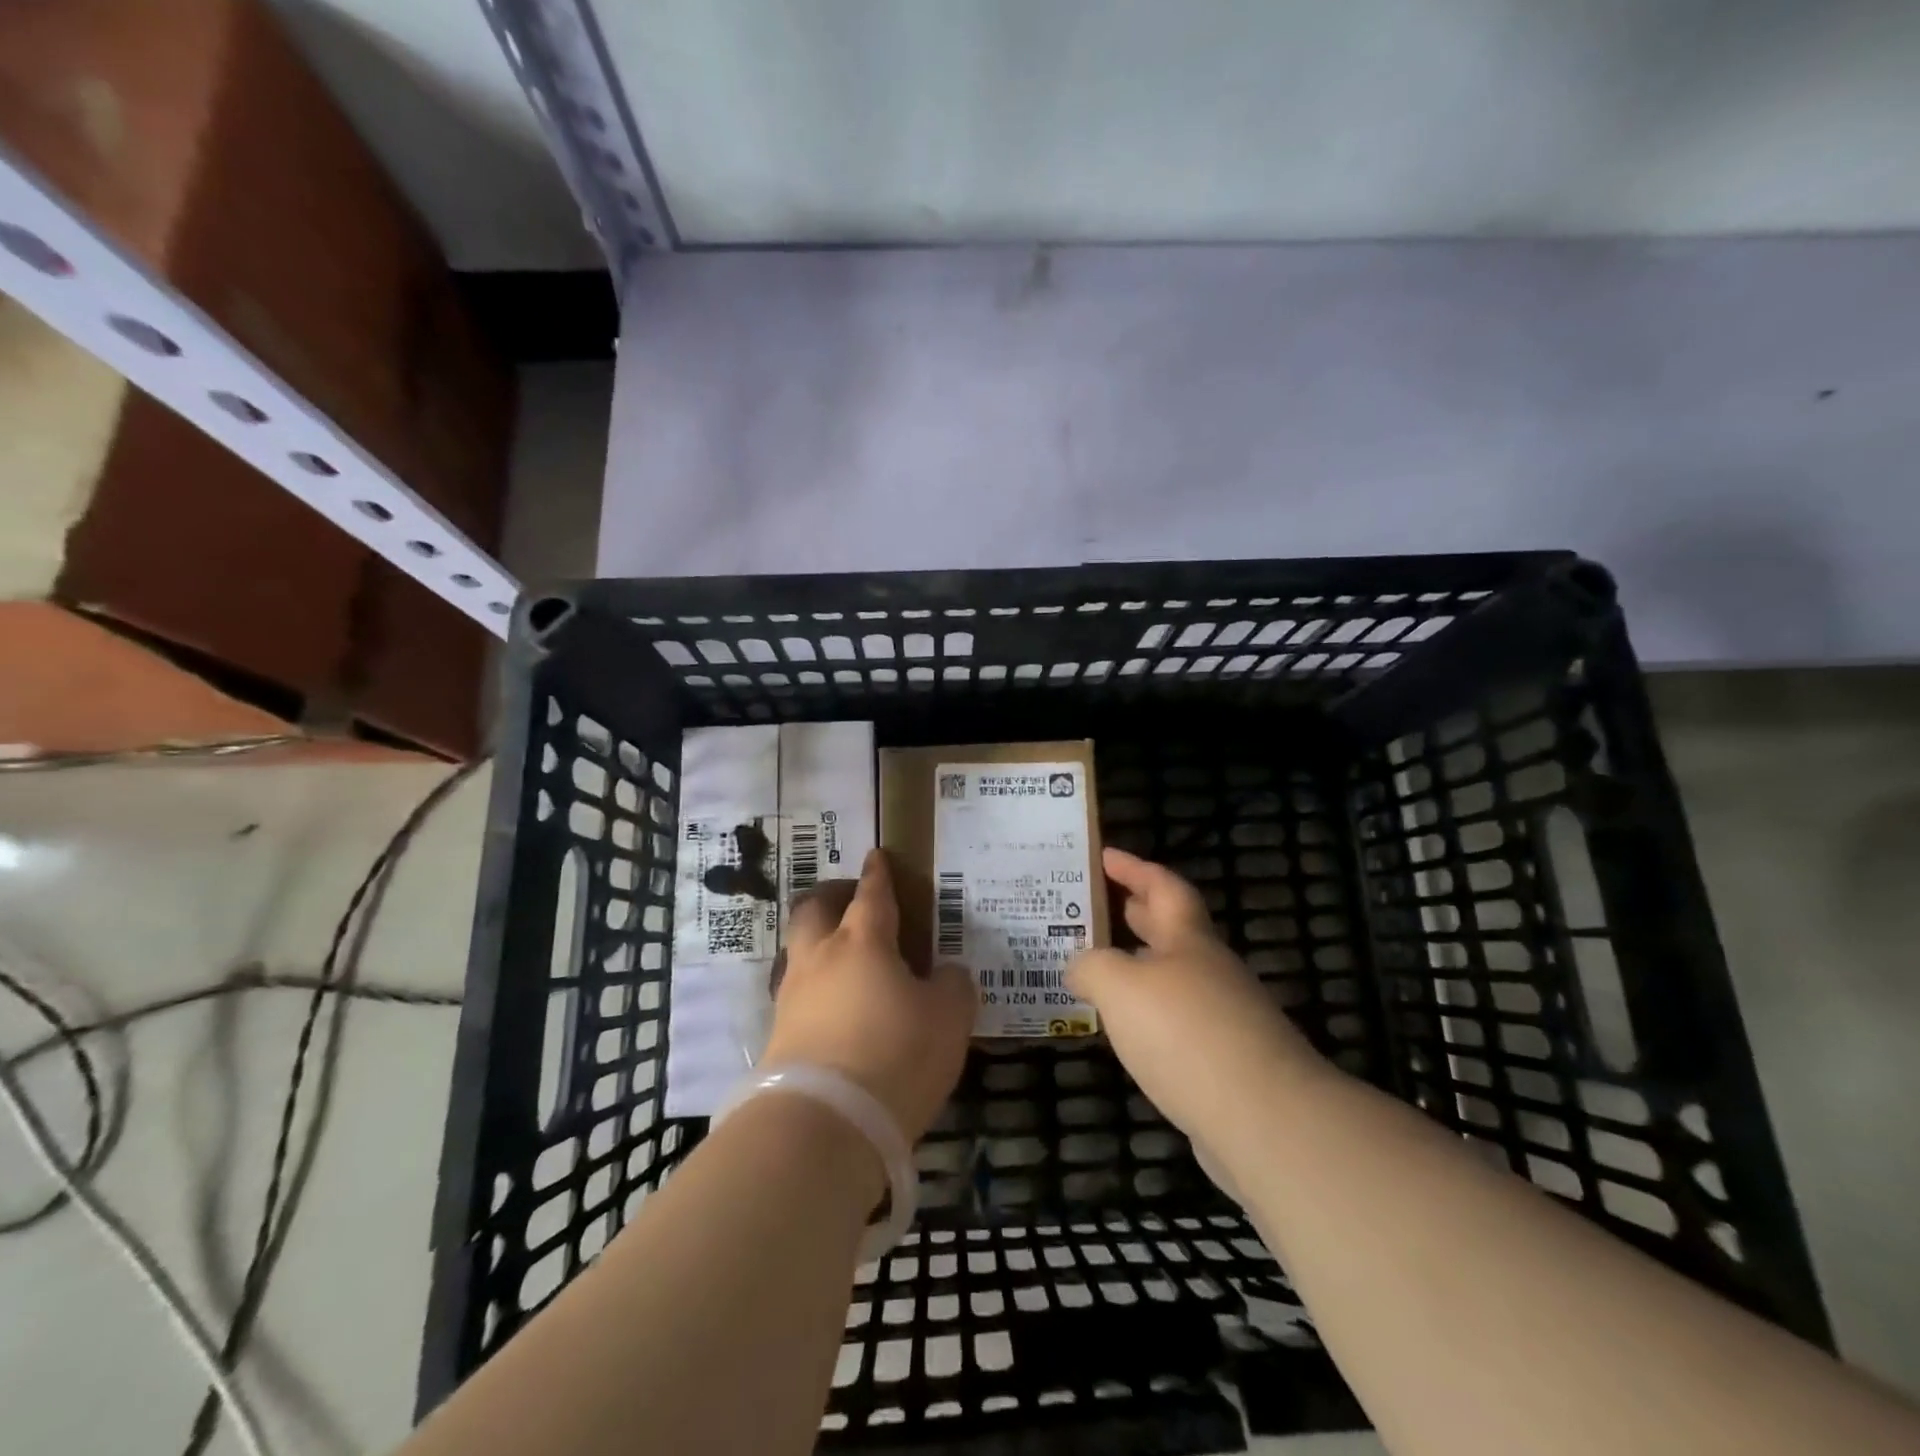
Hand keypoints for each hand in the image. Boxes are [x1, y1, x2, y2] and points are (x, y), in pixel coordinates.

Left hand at [762, 848, 975, 1141]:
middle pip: (814, 909)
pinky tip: (834, 1008)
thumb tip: (947, 973)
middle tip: (852, 903)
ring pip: (799, 951)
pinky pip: (797, 994)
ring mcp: (792, 996)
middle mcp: (820, 958)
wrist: (822, 1125)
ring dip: (819, 944)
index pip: (872, 894)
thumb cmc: (895, 1055)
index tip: (877, 856)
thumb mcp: (948, 1019)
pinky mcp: (777, 1035)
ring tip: (845, 961)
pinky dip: (816, 988)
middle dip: (832, 897)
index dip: (878, 873)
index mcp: (863, 941)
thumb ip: (953, 986)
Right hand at [1067, 847, 1324, 1142]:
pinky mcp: (1227, 1061)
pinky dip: (1151, 1014)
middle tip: (1101, 904)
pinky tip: (1129, 1032)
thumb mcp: (1119, 986)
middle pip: (1172, 929)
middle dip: (1137, 912)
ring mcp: (1225, 1017)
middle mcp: (1211, 970)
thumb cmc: (1185, 1033)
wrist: (1265, 1119)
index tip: (1105, 856)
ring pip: (1175, 977)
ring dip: (1141, 968)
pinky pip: (1179, 1021)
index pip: (1163, 886)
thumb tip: (1078, 966)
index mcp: (1188, 939)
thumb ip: (1091, 967)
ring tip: (1102, 971)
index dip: (1134, 868)